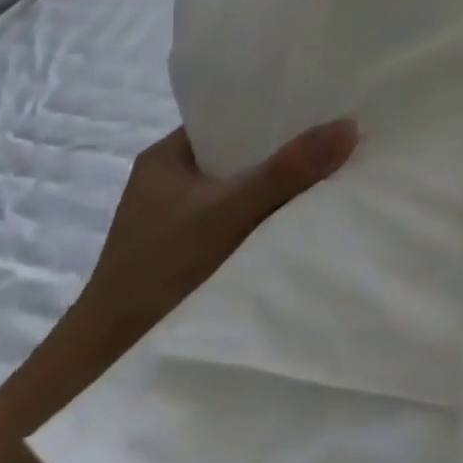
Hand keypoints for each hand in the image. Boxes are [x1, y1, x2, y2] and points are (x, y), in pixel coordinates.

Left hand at [74, 120, 357, 344]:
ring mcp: (182, 221)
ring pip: (245, 189)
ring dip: (281, 185)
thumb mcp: (228, 211)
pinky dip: (271, 216)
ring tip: (336, 168)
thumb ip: (287, 171)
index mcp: (167, 157)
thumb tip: (349, 126)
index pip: (228, 119)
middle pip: (241, 154)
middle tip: (340, 136)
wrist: (112, 359)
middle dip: (286, 149)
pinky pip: (243, 220)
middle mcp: (173, 183)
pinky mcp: (194, 254)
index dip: (272, 110)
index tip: (321, 104)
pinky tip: (307, 216)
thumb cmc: (162, 268)